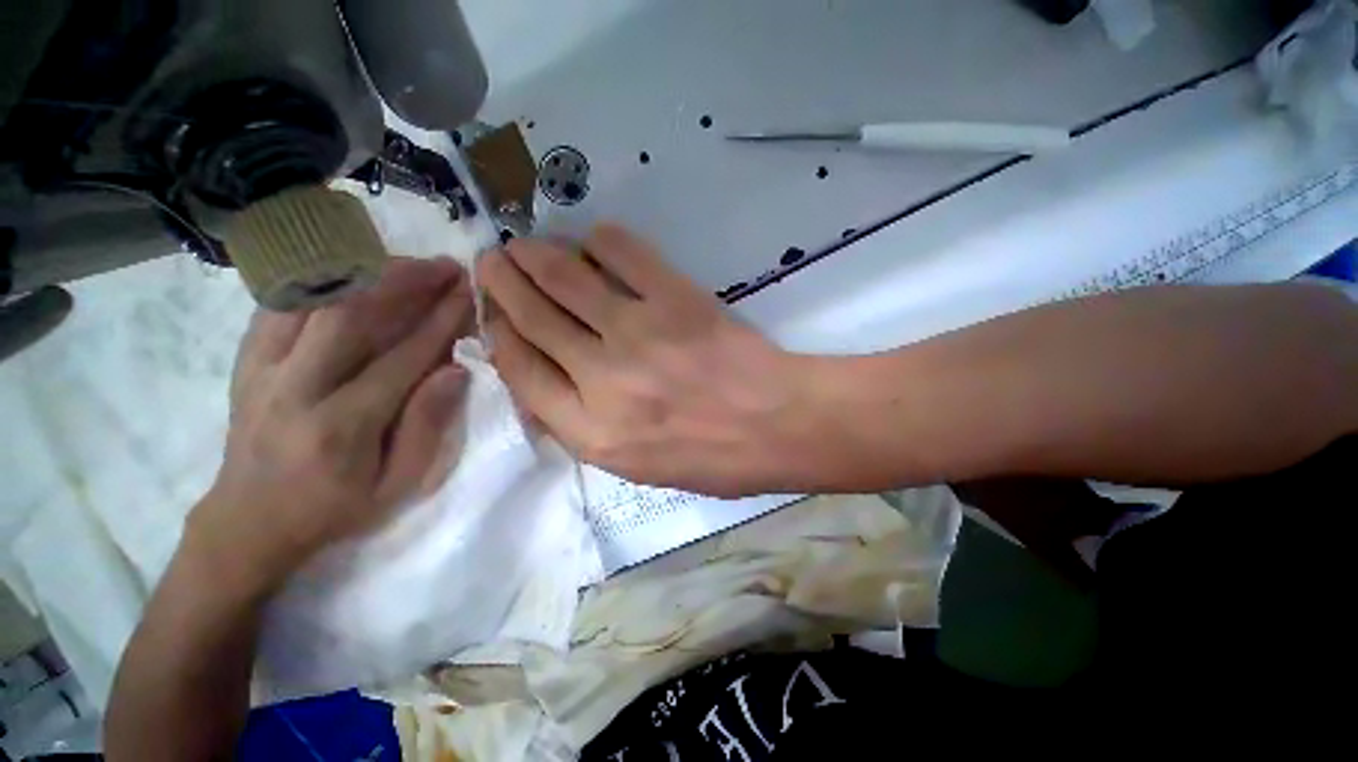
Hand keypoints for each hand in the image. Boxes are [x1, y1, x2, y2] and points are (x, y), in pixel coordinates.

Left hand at [191, 257, 474, 591]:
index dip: (440, 320)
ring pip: (311, 300)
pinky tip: (350, 274)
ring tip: (405, 263)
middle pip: (350, 313)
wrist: (248, 522)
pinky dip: (318, 280)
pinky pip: (280, 304)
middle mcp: (295, 388)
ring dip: (362, 272)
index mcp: (341, 426)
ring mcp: (262, 370)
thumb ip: (428, 427)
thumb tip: (456, 370)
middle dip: (404, 281)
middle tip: (443, 266)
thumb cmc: (334, 509)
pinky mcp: (245, 362)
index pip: (401, 356)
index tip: (468, 293)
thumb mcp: (398, 485)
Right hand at [477, 223, 814, 496]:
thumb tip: (547, 380)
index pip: (522, 372)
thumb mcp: (638, 465)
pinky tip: (593, 242)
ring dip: (536, 254)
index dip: (500, 336)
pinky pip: (623, 254)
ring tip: (525, 244)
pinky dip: (600, 241)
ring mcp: (639, 334)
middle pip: (534, 319)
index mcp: (592, 433)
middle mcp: (603, 381)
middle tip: (493, 260)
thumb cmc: (713, 457)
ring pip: (565, 279)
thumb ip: (586, 426)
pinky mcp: (676, 300)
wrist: (778, 426)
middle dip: (504, 283)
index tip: (495, 316)